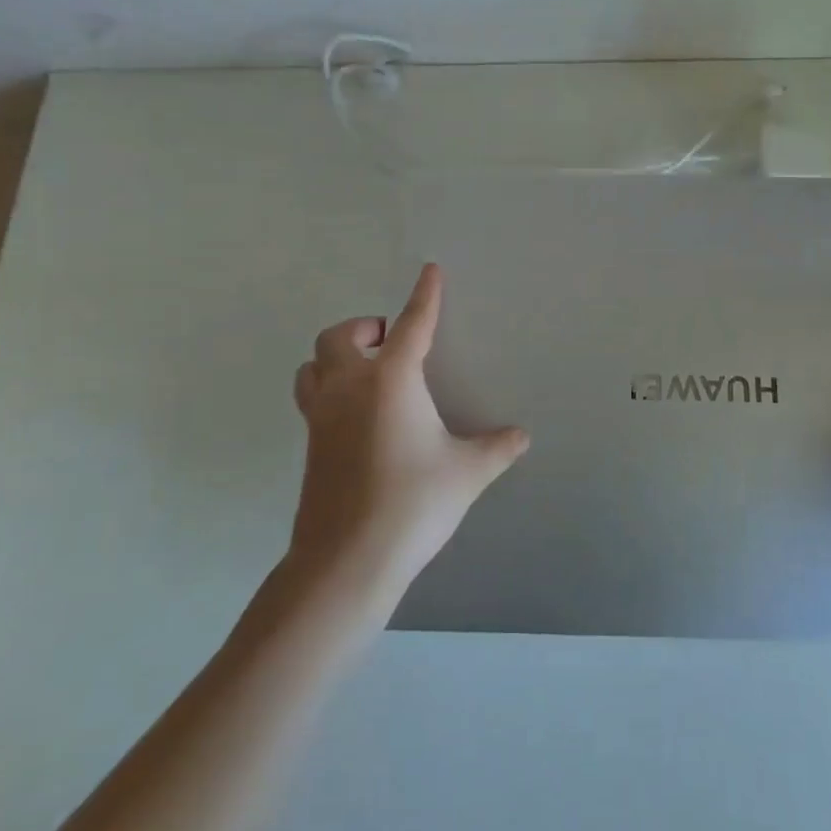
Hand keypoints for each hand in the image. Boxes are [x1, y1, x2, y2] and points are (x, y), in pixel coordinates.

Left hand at [288, 264, 529, 600]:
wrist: (348, 559)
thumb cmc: (413, 503)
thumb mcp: (466, 473)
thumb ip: (496, 448)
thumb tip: (521, 436)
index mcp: (391, 380)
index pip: (411, 324)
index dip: (424, 296)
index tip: (429, 271)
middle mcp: (349, 387)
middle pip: (339, 336)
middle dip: (365, 328)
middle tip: (390, 341)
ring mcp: (321, 416)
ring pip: (313, 364)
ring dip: (335, 356)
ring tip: (365, 371)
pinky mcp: (309, 444)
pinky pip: (311, 397)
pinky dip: (327, 387)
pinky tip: (355, 415)